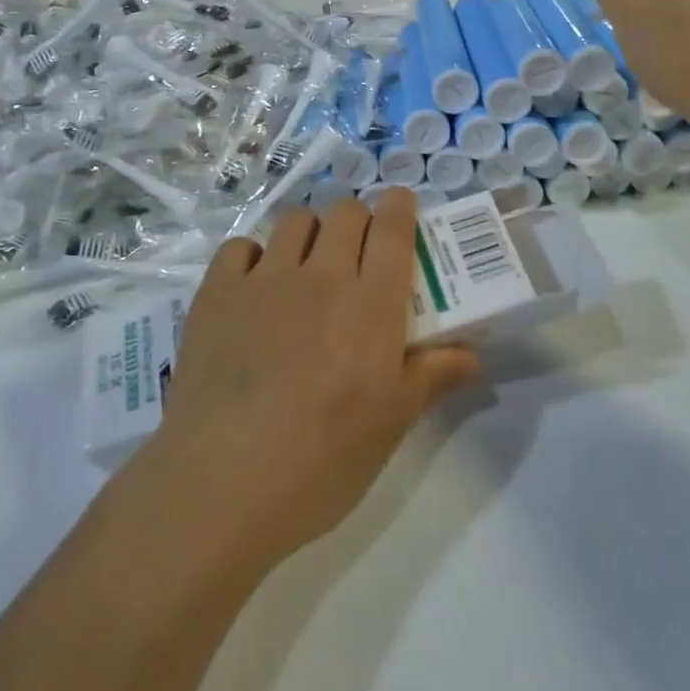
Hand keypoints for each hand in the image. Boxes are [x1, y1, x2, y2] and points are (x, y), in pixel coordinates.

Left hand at [143, 191, 479, 574]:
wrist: (221, 485)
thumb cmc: (322, 460)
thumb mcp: (391, 424)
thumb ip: (431, 376)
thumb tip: (472, 354)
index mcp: (371, 304)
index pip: (391, 226)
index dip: (399, 205)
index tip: (400, 210)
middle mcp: (321, 276)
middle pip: (345, 212)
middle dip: (356, 222)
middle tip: (355, 256)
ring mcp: (265, 279)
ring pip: (295, 220)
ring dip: (309, 233)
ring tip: (305, 267)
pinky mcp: (217, 293)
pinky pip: (240, 246)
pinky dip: (252, 256)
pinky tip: (253, 287)